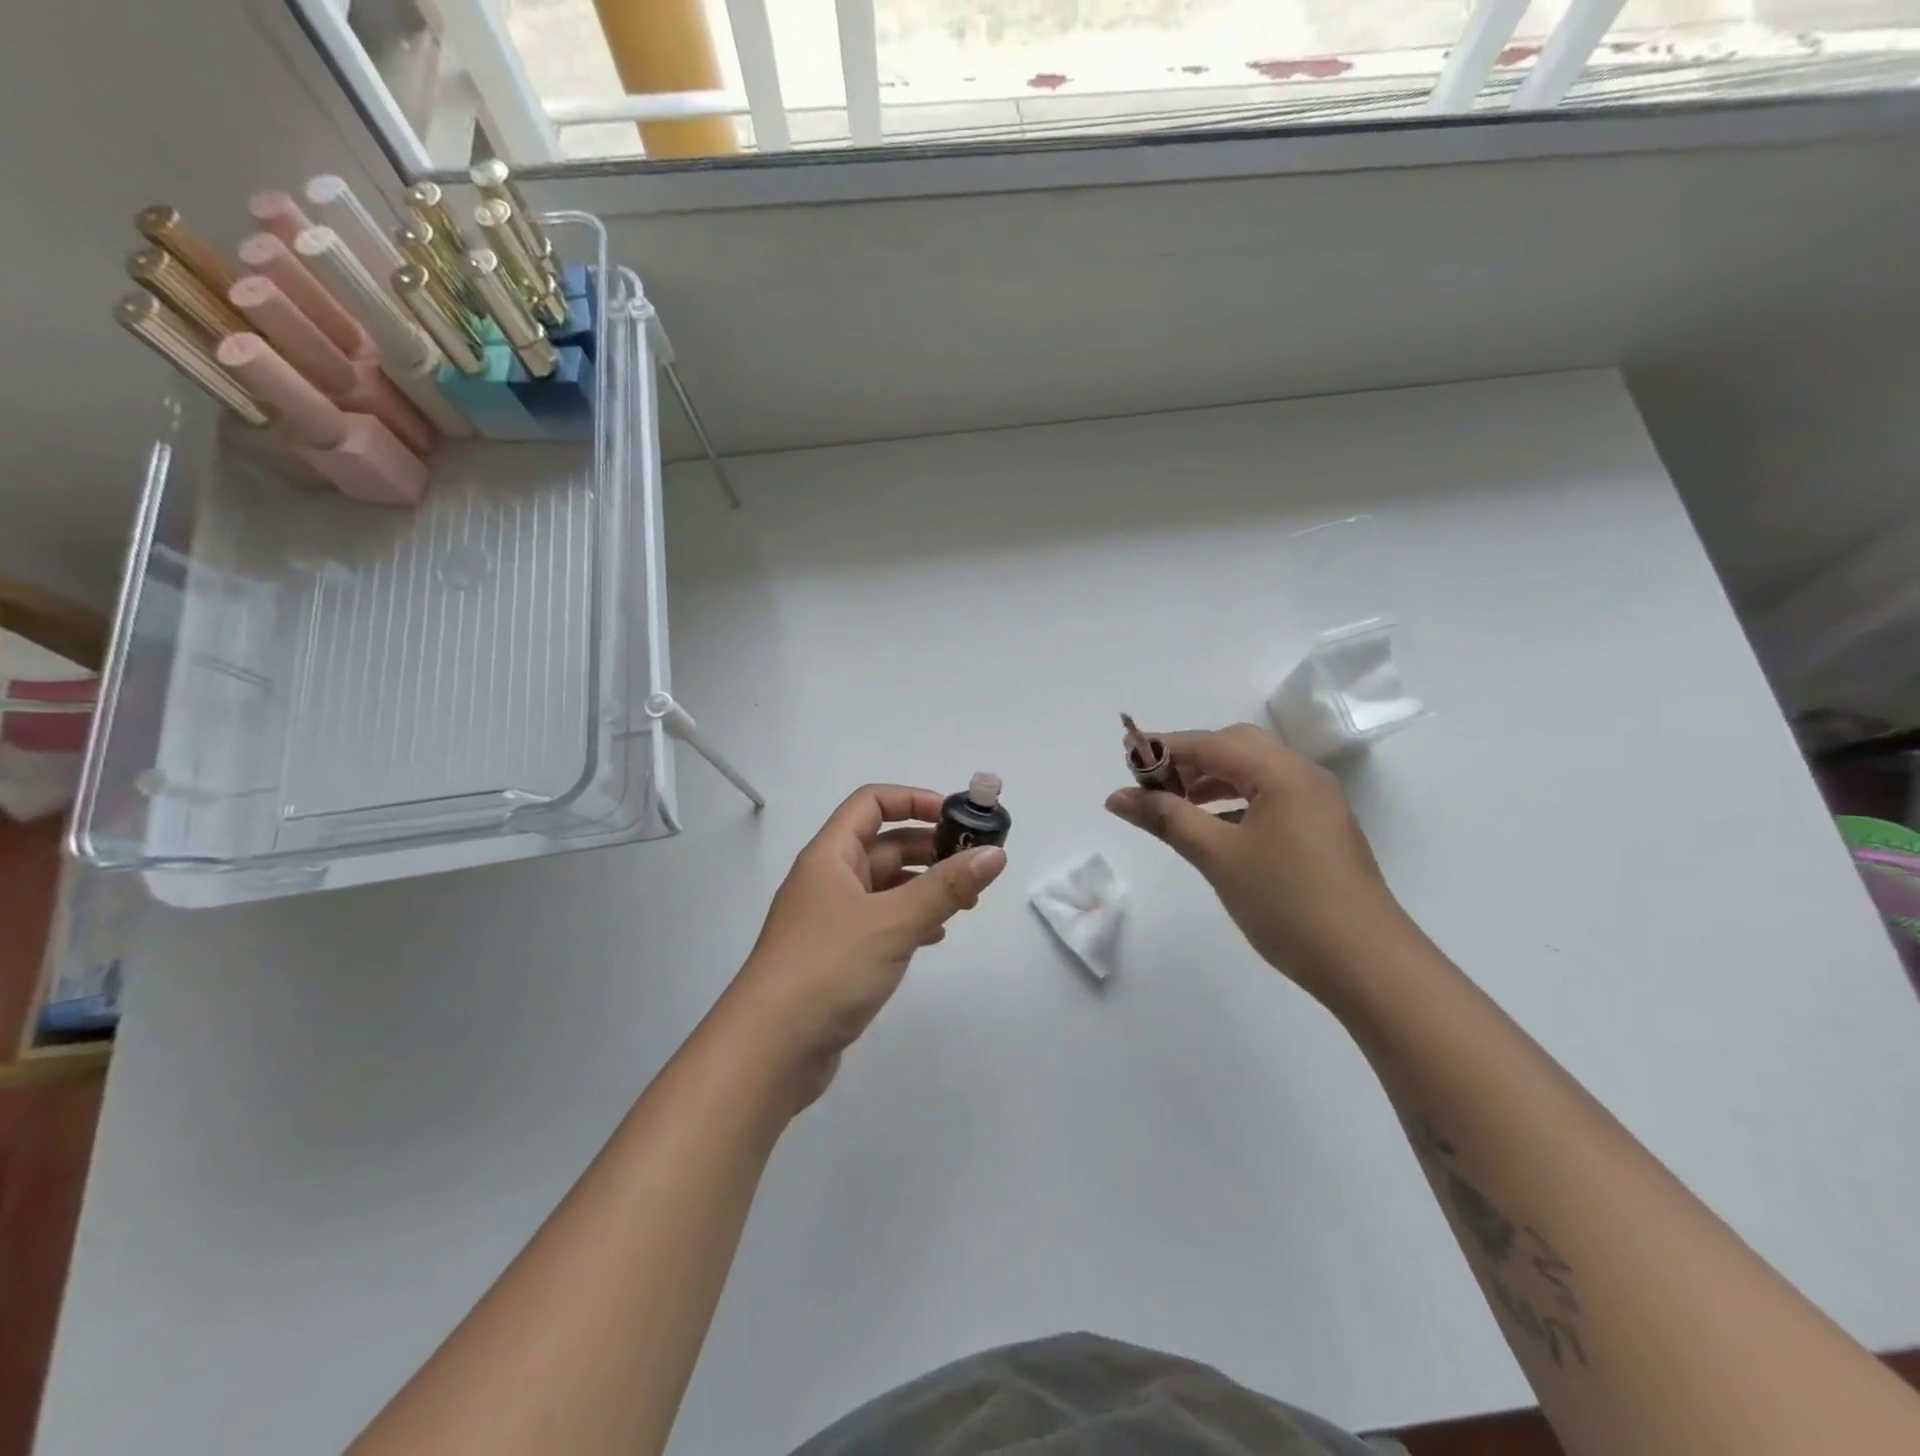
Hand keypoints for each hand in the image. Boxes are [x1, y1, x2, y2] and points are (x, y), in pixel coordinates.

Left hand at [727, 785, 1006, 1107]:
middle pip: (882, 845)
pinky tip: (935, 936)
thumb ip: (947, 887)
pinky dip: (909, 921)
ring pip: (884, 887)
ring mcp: (830, 921)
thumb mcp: (893, 921)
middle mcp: (827, 880)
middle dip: (928, 848)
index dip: (913, 800)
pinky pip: (880, 923)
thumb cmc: (828, 968)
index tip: (955, 817)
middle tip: (974, 863)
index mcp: (830, 856)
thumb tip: (996, 854)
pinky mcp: (836, 957)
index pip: (871, 803)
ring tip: (966, 901)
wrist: (769, 1050)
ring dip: (923, 886)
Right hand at [1105, 724, 1417, 1001]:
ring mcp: (1317, 804)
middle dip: (1191, 760)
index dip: (1165, 747)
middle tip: (1153, 784)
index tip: (1125, 755)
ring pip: (1255, 773)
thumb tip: (1117, 796)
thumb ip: (1166, 818)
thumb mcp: (1217, 856)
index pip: (1212, 744)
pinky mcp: (1321, 830)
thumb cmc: (1286, 902)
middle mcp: (1303, 776)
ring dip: (1213, 781)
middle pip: (1237, 747)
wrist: (1366, 963)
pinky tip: (1214, 829)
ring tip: (1176, 806)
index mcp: (1282, 773)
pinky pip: (1270, 798)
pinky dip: (1235, 802)